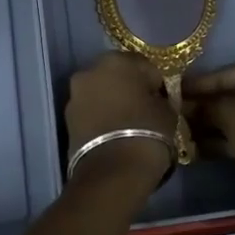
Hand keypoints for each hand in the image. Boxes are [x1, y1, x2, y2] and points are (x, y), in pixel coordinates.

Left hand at [64, 52, 178, 189]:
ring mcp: (75, 95)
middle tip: (145, 111)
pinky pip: (90, 111)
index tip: (163, 101)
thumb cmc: (147, 133)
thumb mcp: (168, 111)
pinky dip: (100, 117)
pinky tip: (114, 135)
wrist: (112, 173)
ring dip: (113, 103)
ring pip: (101, 93)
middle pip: (117, 75)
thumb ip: (160, 97)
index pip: (145, 66)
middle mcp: (90, 70)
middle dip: (130, 89)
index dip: (156, 83)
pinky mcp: (67, 119)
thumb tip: (154, 99)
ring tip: (128, 126)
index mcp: (117, 60)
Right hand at [186, 54, 234, 199]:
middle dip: (205, 107)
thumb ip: (204, 107)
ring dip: (213, 124)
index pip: (227, 73)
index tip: (174, 91)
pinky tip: (198, 147)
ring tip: (182, 131)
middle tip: (176, 113)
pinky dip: (227, 138)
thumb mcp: (227, 114)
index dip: (198, 85)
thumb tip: (182, 106)